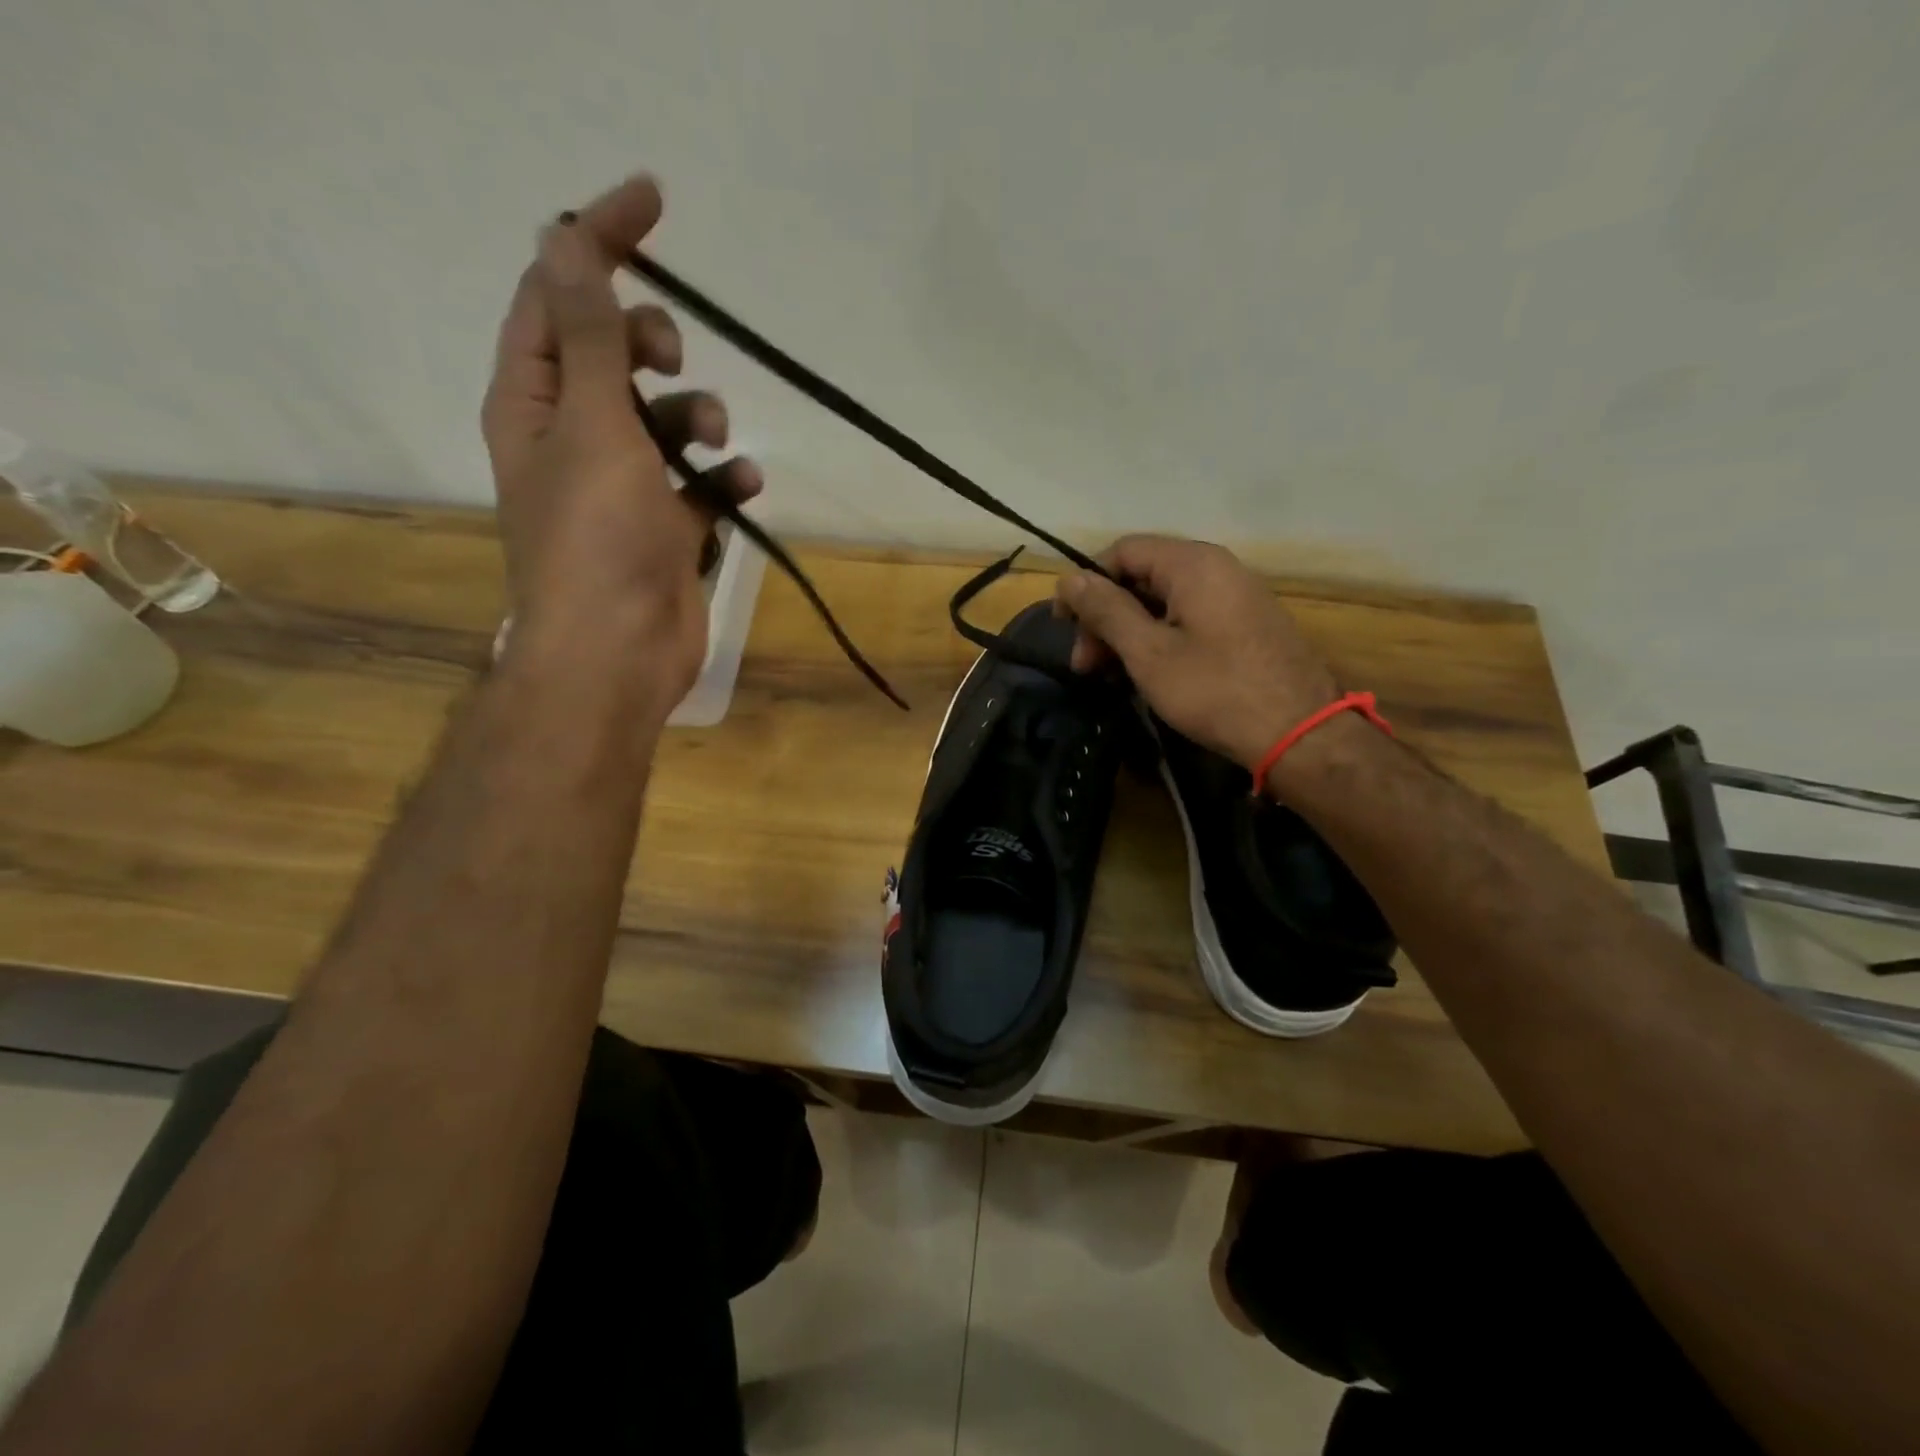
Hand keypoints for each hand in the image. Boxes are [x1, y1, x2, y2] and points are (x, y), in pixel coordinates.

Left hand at [481, 174, 761, 700]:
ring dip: (698, 416)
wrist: (617, 656)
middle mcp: (572, 436)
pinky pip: (699, 484)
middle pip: (613, 353)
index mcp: (533, 400)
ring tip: (711, 443)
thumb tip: (563, 237)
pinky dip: (723, 480)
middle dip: (653, 344)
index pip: (557, 294)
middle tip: (671, 364)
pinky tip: (741, 488)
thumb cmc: (597, 541)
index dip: (598, 240)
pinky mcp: (665, 528)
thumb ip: (588, 336)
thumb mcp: (592, 426)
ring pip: (665, 419)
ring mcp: (622, 486)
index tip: (653, 201)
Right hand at [1054, 535, 1339, 770]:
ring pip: (1164, 601)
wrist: (1299, 733)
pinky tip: (1146, 674)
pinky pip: (1189, 617)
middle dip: (1105, 617)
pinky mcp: (1246, 624)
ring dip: (1129, 633)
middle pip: (1142, 576)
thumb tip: (1068, 579)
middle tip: (1085, 665)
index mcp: (1192, 564)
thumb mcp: (1148, 652)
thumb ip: (1106, 611)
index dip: (1086, 584)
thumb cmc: (1215, 690)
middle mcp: (1217, 567)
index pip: (1122, 551)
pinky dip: (1159, 639)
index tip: (1065, 626)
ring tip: (1109, 676)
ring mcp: (1236, 596)